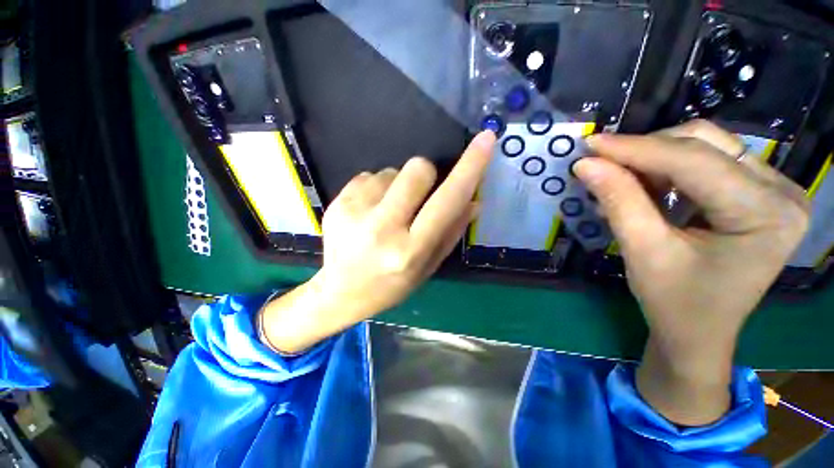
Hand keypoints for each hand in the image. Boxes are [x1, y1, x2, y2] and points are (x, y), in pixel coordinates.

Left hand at [259, 131, 495, 353]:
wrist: (340, 292)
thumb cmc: (391, 284)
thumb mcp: (428, 266)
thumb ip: (452, 232)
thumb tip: (474, 200)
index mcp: (410, 250)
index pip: (447, 201)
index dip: (470, 168)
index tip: (485, 140)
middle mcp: (382, 228)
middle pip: (417, 168)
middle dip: (425, 175)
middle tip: (417, 198)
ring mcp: (354, 212)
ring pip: (391, 170)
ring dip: (397, 187)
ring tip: (386, 214)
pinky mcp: (337, 202)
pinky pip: (368, 175)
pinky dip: (375, 189)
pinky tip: (368, 213)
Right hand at [576, 120, 809, 424]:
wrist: (698, 332)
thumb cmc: (674, 303)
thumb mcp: (643, 252)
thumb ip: (618, 201)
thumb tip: (586, 164)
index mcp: (766, 214)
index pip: (694, 161)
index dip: (635, 148)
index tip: (589, 145)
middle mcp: (781, 192)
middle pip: (705, 143)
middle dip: (645, 150)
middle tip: (601, 163)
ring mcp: (774, 189)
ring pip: (705, 146)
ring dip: (654, 158)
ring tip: (620, 179)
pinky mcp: (758, 192)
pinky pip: (708, 161)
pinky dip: (668, 168)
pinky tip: (645, 185)